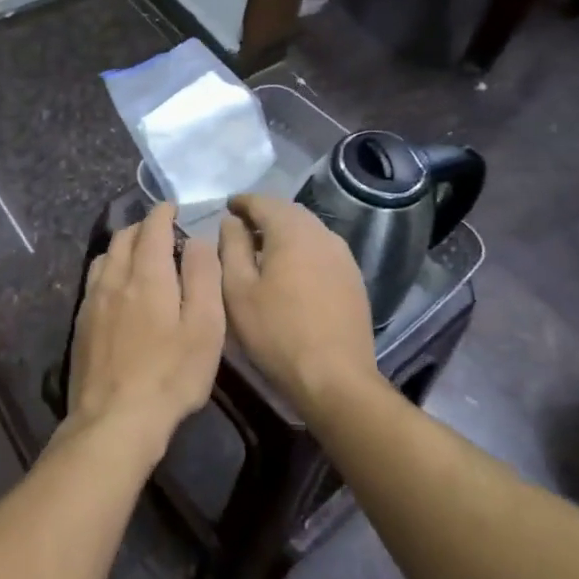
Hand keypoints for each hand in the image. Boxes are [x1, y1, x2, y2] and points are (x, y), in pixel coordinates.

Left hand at [67, 203, 224, 454]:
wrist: (114, 419)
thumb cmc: (170, 375)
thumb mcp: (204, 328)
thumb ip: (203, 278)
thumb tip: (197, 240)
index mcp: (147, 275)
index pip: (152, 229)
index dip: (162, 213)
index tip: (171, 207)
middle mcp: (114, 279)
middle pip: (123, 238)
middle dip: (142, 227)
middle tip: (160, 230)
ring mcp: (92, 302)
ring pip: (104, 258)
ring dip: (122, 247)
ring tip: (139, 255)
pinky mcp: (81, 325)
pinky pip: (94, 281)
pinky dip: (109, 270)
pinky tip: (117, 289)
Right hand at [218, 194, 377, 410]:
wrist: (334, 377)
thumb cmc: (276, 332)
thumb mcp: (238, 290)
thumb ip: (231, 247)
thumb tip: (232, 222)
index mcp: (292, 231)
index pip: (263, 202)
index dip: (242, 203)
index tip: (226, 208)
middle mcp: (322, 234)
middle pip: (289, 213)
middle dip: (264, 215)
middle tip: (241, 229)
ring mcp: (343, 256)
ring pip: (308, 231)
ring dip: (284, 233)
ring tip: (262, 251)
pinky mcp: (353, 278)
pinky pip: (321, 250)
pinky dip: (301, 250)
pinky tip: (290, 272)